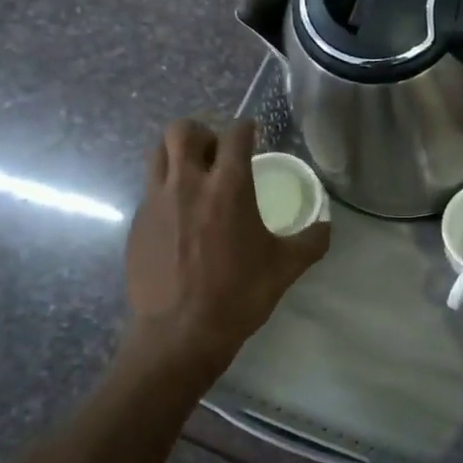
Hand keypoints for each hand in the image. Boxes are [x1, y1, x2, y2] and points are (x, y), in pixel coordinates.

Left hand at [122, 119, 328, 366]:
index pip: (235, 136)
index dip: (246, 128)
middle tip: (216, 151)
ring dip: (177, 154)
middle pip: (182, 130)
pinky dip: (165, 188)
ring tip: (194, 175)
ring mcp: (156, 202)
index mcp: (228, 188)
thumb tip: (326, 227)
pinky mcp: (137, 223)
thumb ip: (311, 241)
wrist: (180, 333)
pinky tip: (180, 216)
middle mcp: (187, 184)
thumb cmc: (239, 295)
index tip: (252, 132)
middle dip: (201, 131)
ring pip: (158, 154)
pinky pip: (150, 189)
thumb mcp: (286, 268)